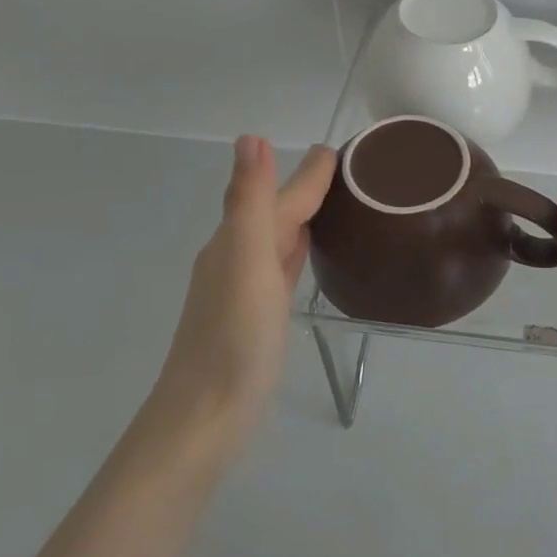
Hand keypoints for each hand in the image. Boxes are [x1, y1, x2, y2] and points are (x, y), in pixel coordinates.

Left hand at [151, 135, 336, 441]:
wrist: (205, 418)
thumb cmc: (233, 339)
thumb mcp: (246, 262)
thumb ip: (250, 201)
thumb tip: (251, 138)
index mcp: (237, 241)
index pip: (282, 196)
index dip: (310, 173)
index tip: (342, 149)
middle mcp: (236, 257)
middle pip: (278, 211)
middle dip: (307, 188)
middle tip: (351, 170)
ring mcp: (244, 289)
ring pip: (278, 237)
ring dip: (302, 216)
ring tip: (336, 201)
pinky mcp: (255, 316)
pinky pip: (281, 266)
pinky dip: (296, 249)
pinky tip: (306, 251)